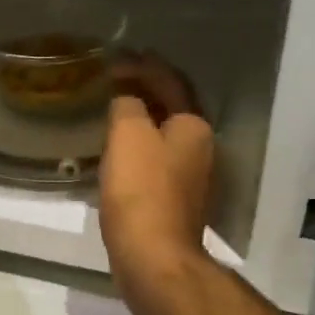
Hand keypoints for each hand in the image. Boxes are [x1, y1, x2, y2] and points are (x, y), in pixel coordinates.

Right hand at [99, 83, 213, 295]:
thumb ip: (128, 104)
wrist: (153, 256)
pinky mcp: (176, 201)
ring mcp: (191, 177)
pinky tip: (118, 150)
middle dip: (146, 89)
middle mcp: (200, 147)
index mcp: (194, 126)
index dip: (143, 65)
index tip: (115, 57)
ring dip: (143, 117)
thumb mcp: (128, 134)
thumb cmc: (141, 190)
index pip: (170, 82)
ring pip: (165, 134)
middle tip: (116, 76)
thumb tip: (127, 97)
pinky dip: (139, 145)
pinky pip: (157, 159)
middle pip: (173, 107)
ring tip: (114, 107)